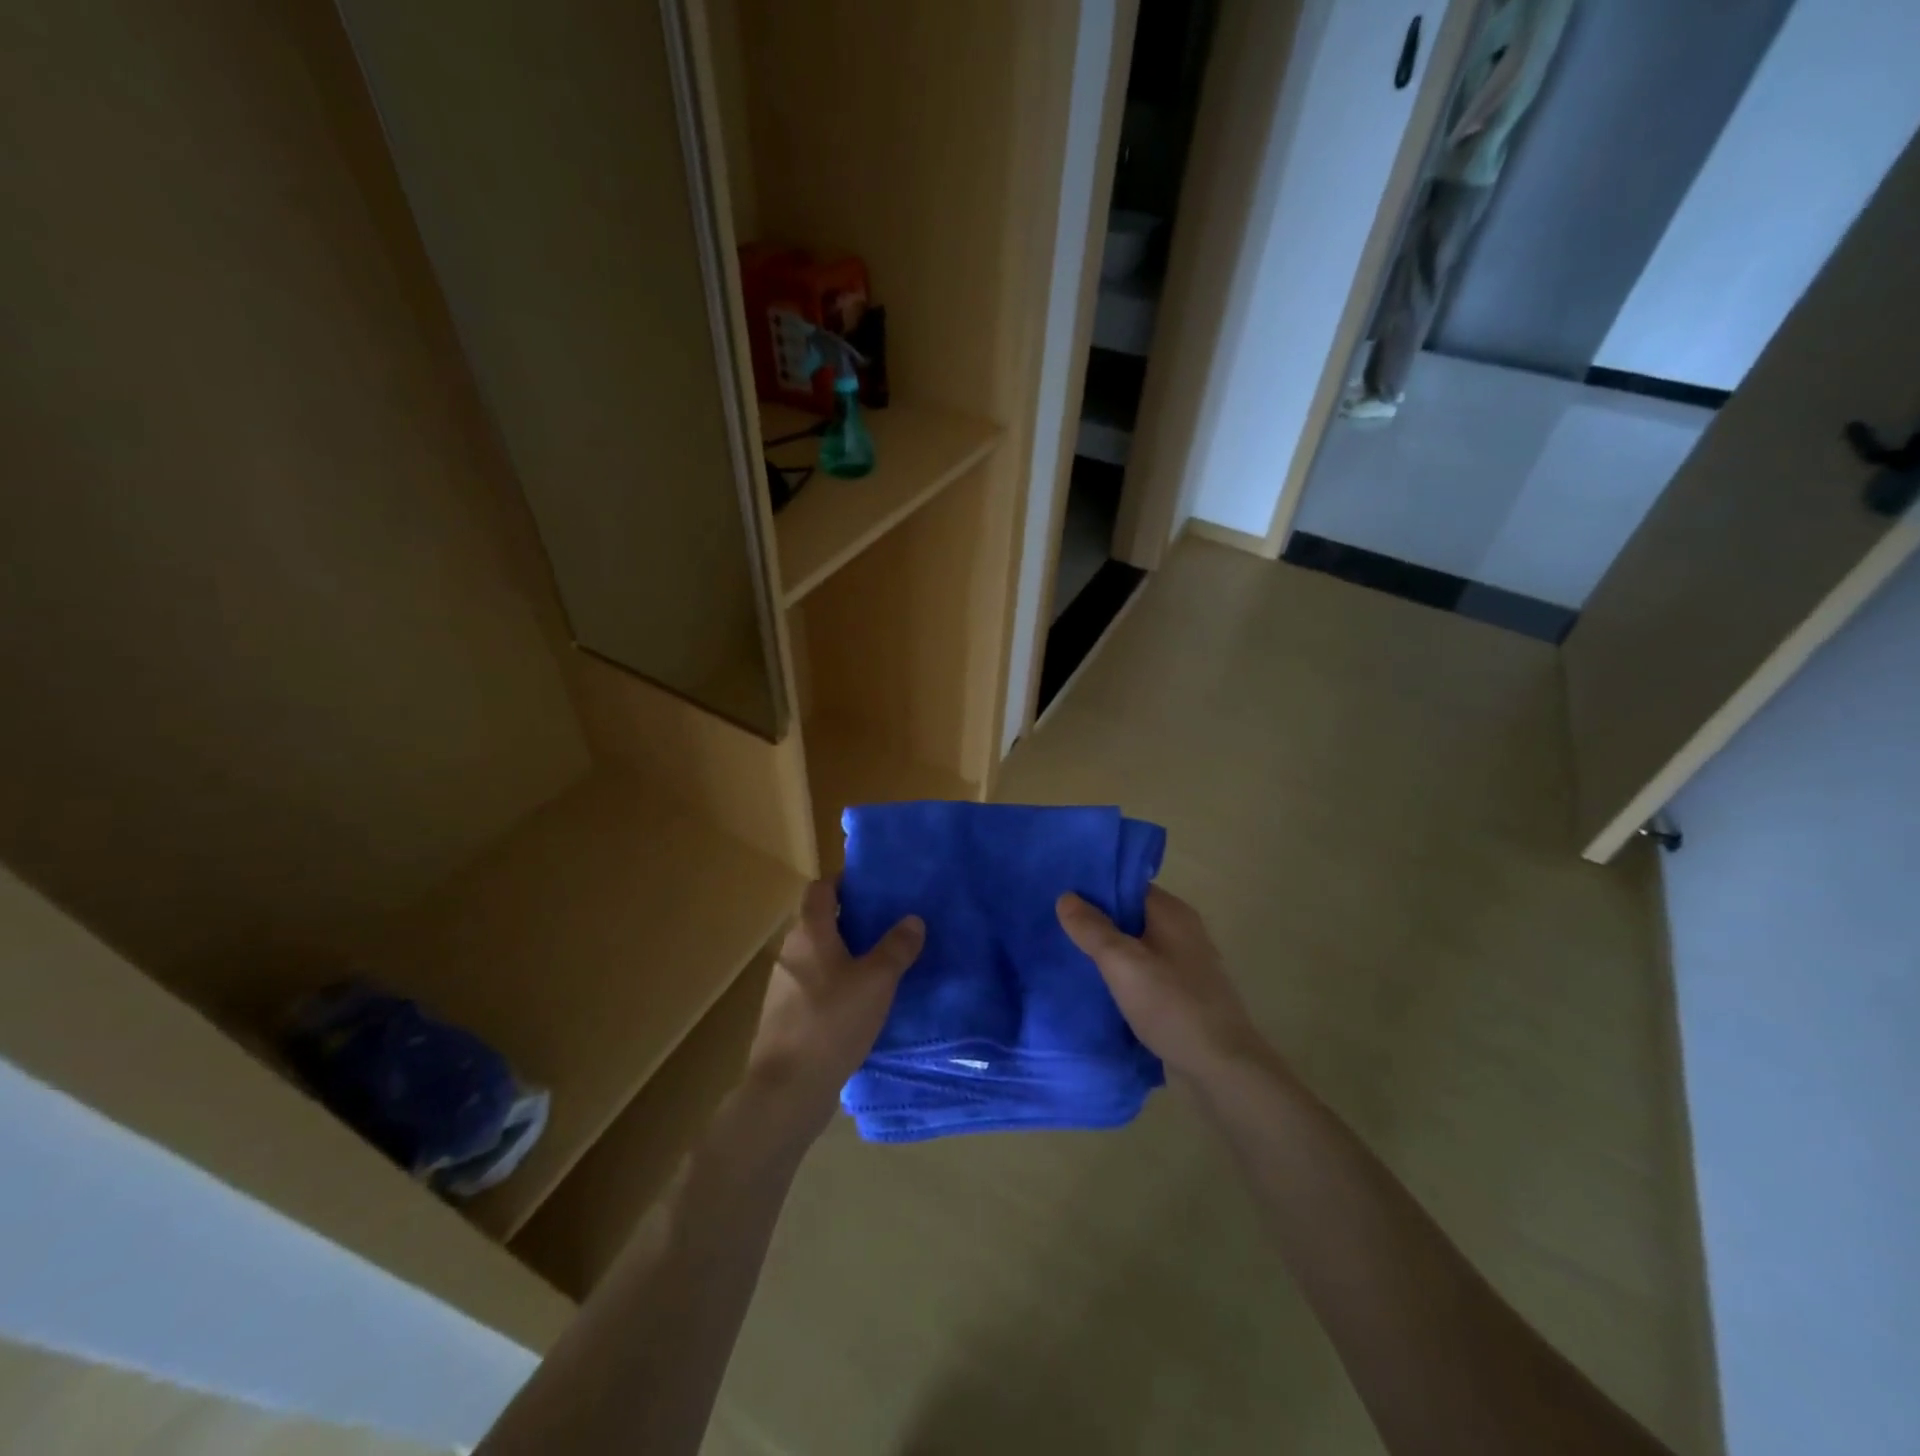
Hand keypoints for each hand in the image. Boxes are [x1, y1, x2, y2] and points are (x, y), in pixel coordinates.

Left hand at [745, 879, 924, 1142]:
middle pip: (818, 922)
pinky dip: (834, 985)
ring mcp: (783, 986)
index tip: (872, 886)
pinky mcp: (785, 1017)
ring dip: (843, 955)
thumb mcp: (877, 981)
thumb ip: (896, 947)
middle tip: (886, 926)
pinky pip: (813, 987)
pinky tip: (859, 1005)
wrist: (787, 1089)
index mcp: (809, 933)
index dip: (843, 882)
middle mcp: (790, 952)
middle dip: (849, 920)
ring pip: (817, 957)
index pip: (820, 889)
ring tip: (878, 966)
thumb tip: (913, 919)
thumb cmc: (832, 1022)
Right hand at [1057, 886, 1260, 1080]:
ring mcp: (1186, 961)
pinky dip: (1124, 973)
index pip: (1126, 885)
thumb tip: (1066, 897)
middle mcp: (1182, 929)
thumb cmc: (1171, 1005)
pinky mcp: (1184, 990)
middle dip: (1097, 920)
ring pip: (1137, 944)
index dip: (1094, 889)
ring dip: (1109, 949)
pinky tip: (1100, 986)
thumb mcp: (1122, 963)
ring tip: (1071, 955)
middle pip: (1131, 914)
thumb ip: (1092, 929)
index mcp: (1172, 912)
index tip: (1060, 898)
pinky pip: (1146, 970)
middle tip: (1057, 927)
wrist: (1222, 1066)